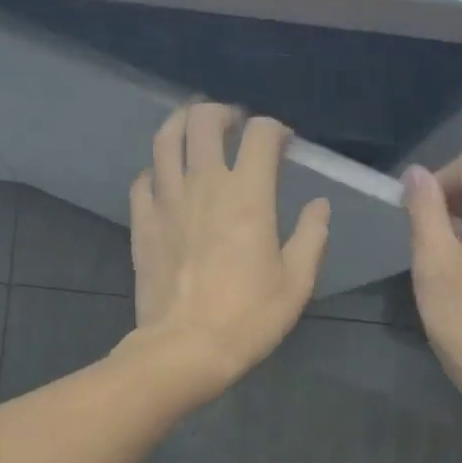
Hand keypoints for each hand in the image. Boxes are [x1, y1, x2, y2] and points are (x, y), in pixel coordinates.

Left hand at [126, 103, 329, 402]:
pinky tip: (164, 180)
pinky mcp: (142, 224)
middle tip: (233, 126)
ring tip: (194, 130)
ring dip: (181, 124)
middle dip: (222, 113)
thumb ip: (311, 236)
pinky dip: (155, 171)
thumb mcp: (296, 283)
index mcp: (248, 195)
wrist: (185, 348)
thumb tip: (319, 205)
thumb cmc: (248, 318)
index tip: (283, 143)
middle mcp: (204, 186)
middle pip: (204, 120)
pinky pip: (142, 181)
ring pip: (165, 140)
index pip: (260, 134)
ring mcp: (167, 202)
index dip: (274, 129)